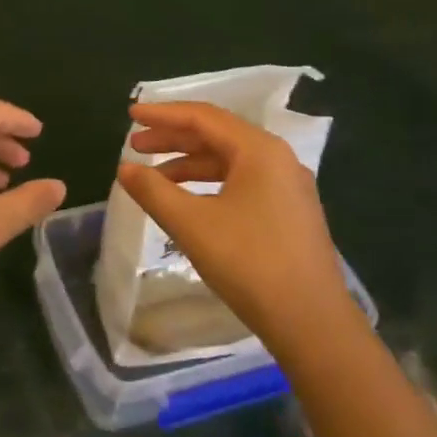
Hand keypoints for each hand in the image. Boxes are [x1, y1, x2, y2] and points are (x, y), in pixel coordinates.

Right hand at [116, 102, 345, 335]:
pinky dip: (208, 184)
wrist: (311, 322)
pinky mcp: (289, 213)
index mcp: (259, 150)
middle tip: (136, 145)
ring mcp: (287, 187)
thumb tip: (125, 168)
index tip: (130, 115)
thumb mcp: (191, 224)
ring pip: (229, 161)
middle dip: (173, 138)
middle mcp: (277, 159)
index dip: (163, 114)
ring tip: (153, 177)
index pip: (203, 117)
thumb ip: (153, 190)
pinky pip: (241, 182)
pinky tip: (187, 201)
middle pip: (217, 135)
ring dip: (189, 163)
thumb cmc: (249, 263)